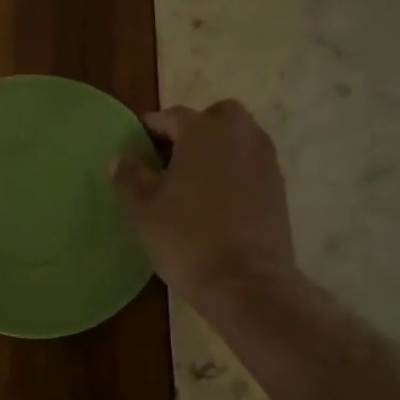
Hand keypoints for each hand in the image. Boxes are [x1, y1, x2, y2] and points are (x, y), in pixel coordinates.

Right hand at [111, 100, 297, 311]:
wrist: (246, 283)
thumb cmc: (187, 238)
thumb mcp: (144, 208)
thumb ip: (130, 176)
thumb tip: (121, 158)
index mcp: (203, 131)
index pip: (170, 116)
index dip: (149, 131)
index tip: (134, 151)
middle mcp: (240, 135)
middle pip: (215, 118)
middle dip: (193, 131)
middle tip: (170, 161)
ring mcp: (265, 161)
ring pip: (237, 140)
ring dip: (216, 151)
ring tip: (192, 184)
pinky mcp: (278, 188)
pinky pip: (250, 166)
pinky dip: (233, 173)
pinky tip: (215, 203)